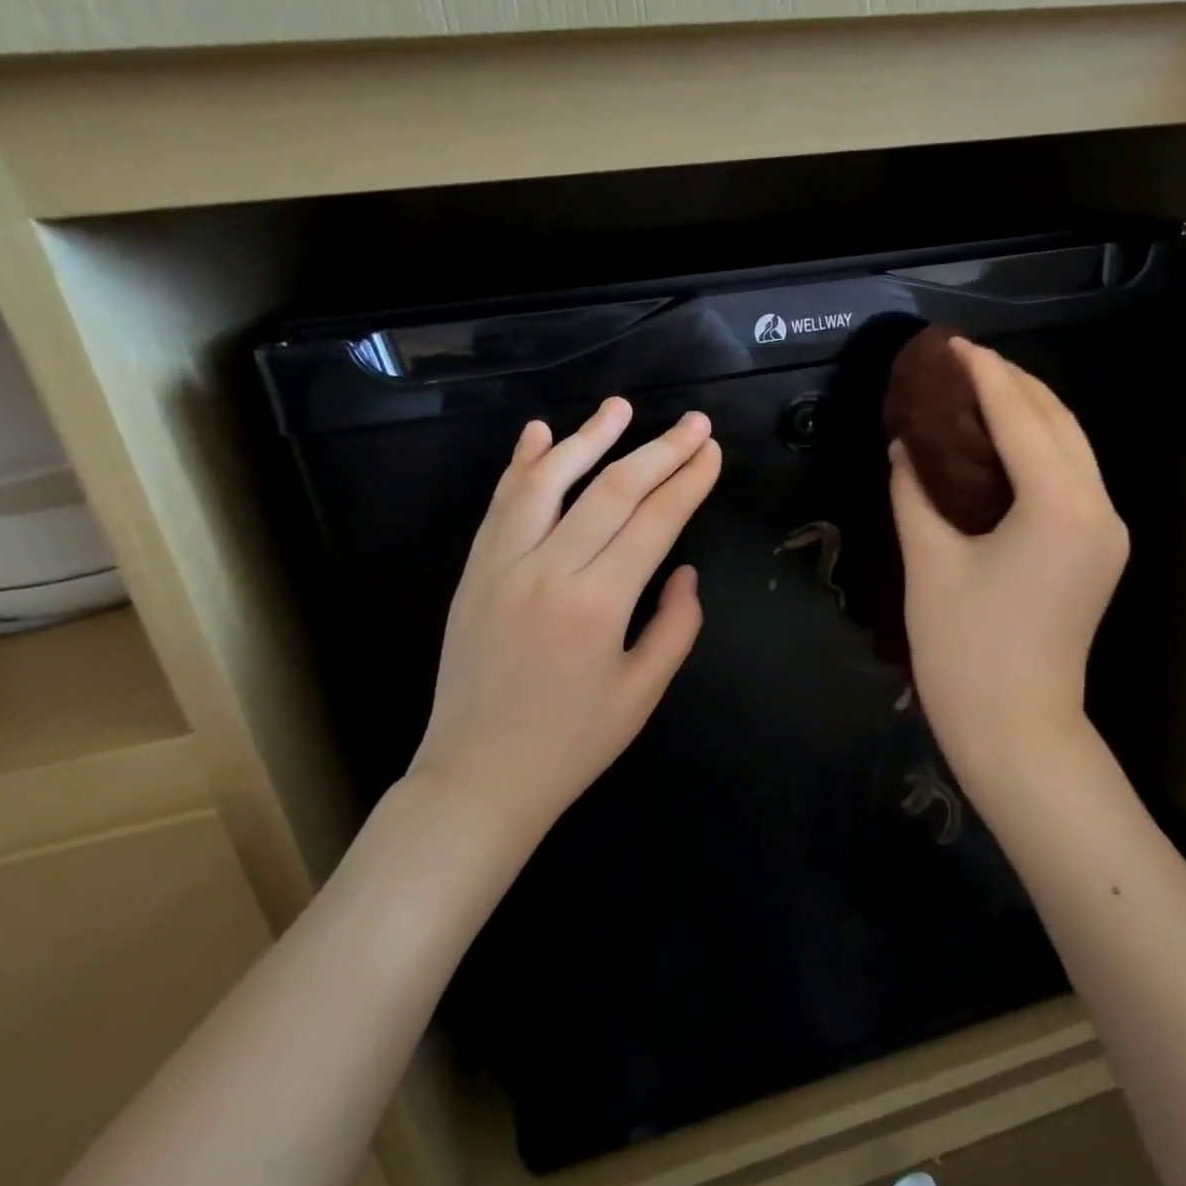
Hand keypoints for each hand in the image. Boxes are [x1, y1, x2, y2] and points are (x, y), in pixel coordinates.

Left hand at [409, 399, 721, 843]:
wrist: (476, 778)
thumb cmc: (571, 744)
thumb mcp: (642, 694)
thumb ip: (676, 626)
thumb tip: (684, 569)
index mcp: (597, 605)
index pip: (654, 521)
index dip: (688, 480)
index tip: (712, 451)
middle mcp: (548, 571)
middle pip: (612, 490)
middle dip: (659, 450)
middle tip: (694, 422)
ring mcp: (502, 566)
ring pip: (548, 482)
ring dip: (588, 438)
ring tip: (621, 407)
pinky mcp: (474, 571)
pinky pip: (501, 505)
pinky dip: (522, 464)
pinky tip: (540, 432)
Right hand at [889, 341, 1127, 785]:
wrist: (1017, 731)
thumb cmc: (964, 651)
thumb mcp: (929, 563)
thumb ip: (914, 493)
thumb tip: (905, 445)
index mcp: (1058, 506)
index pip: (1020, 417)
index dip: (984, 375)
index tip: (951, 345)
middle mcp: (1097, 507)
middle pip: (1059, 421)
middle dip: (1013, 383)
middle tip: (960, 362)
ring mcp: (1106, 530)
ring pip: (1072, 446)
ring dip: (1029, 412)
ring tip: (977, 390)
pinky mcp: (1098, 549)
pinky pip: (1071, 476)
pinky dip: (1038, 447)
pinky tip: (1001, 441)